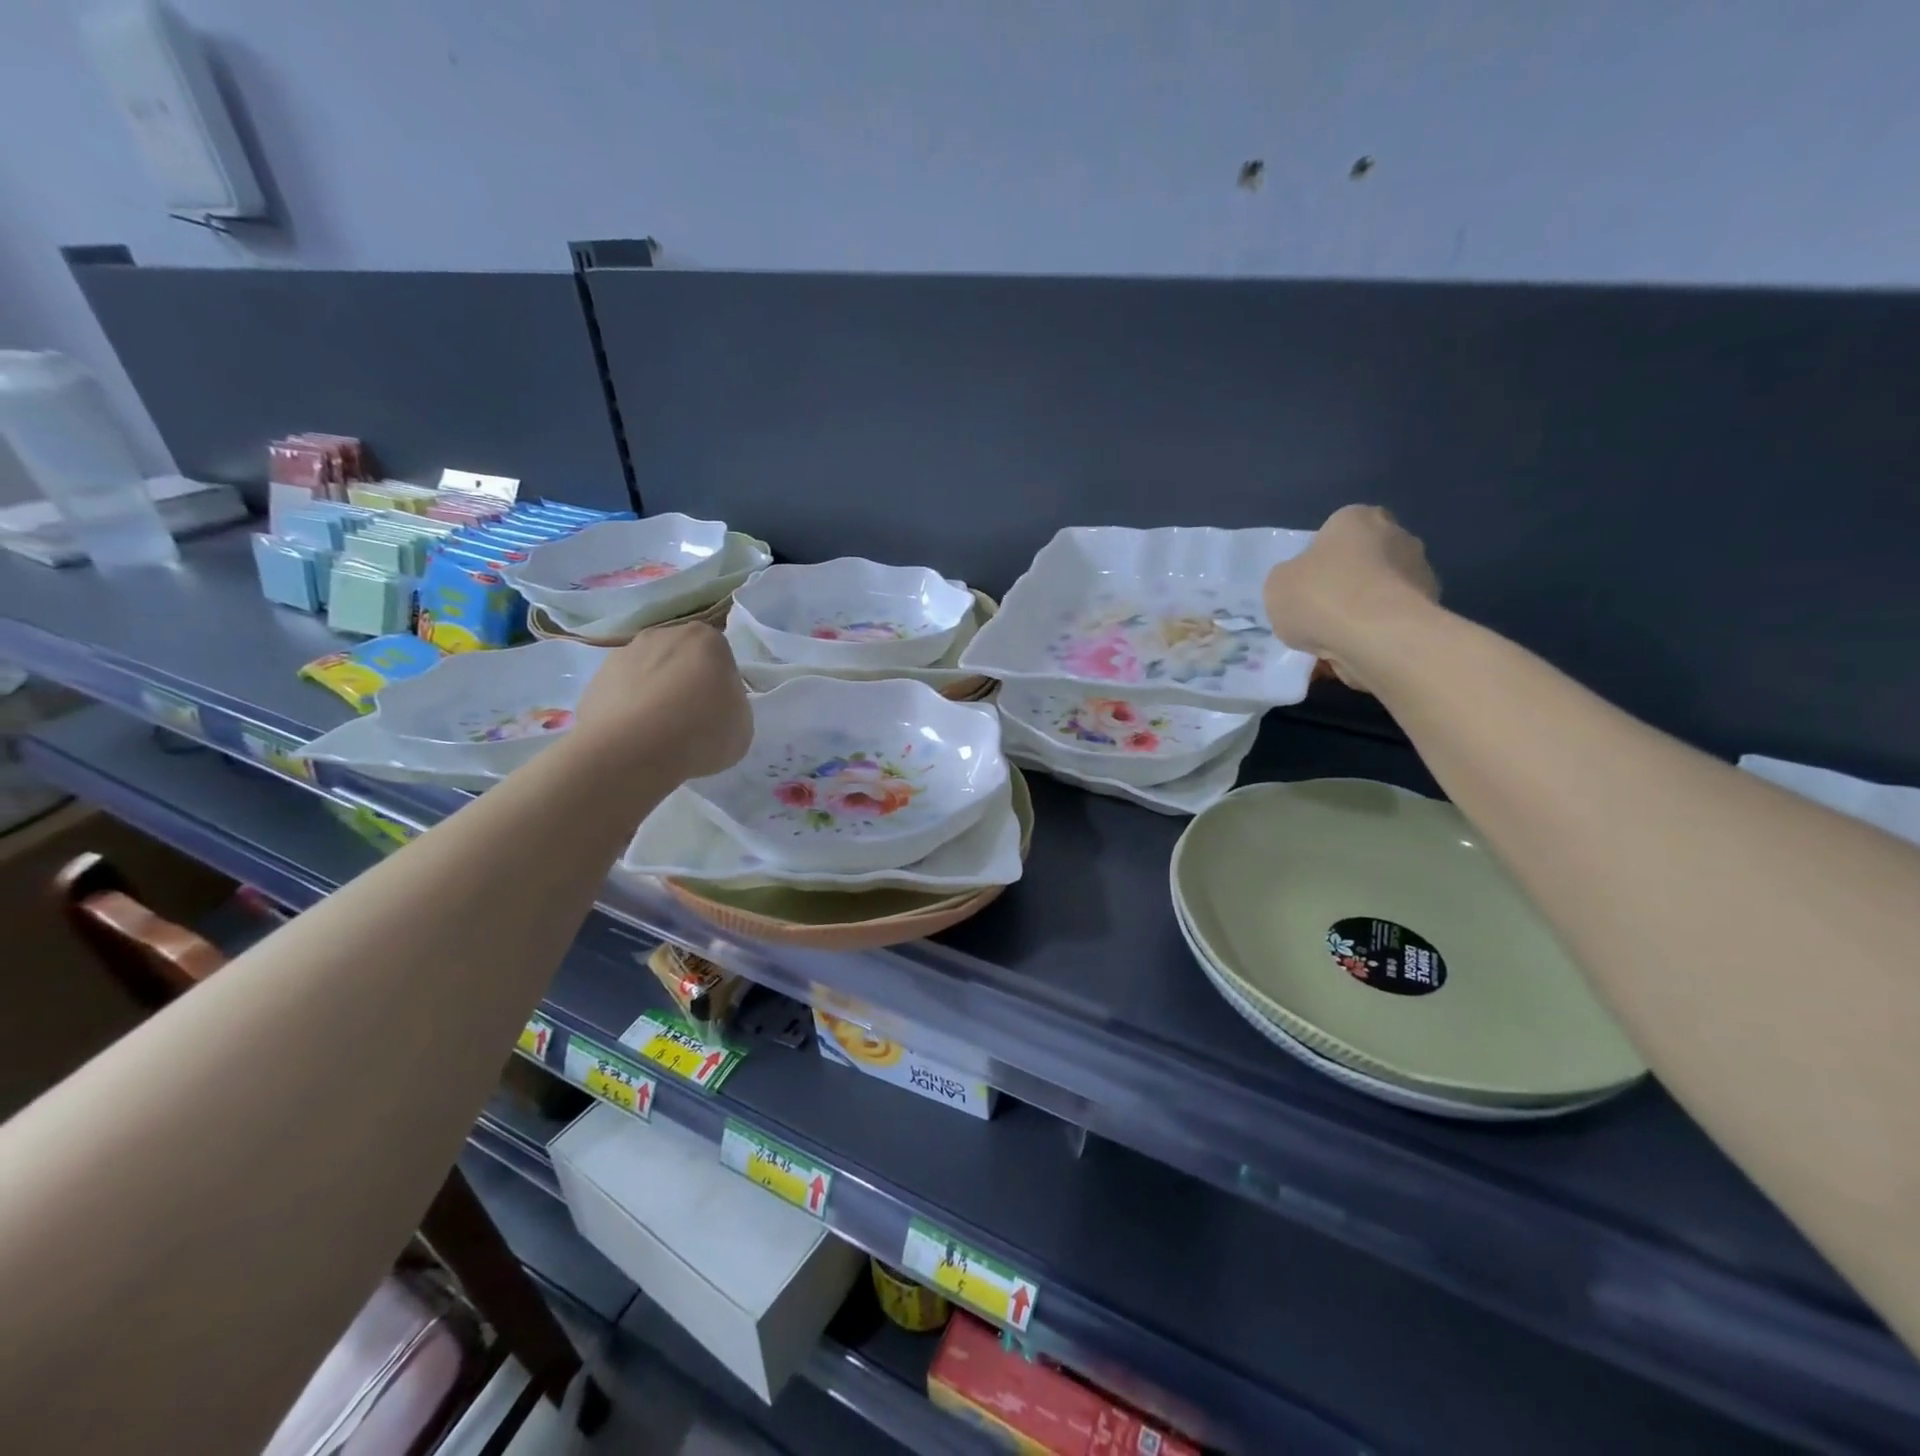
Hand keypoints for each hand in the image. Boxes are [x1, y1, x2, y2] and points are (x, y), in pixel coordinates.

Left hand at [575, 622, 750, 779]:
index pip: (720, 659)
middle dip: (685, 683)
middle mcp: (664, 634)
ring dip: (654, 695)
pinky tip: (633, 739)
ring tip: (657, 735)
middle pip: (682, 660)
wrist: (632, 751)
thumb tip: (714, 706)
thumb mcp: (742, 726)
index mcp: (707, 639)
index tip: (718, 713)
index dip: (720, 687)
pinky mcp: (595, 679)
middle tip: (689, 722)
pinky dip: (627, 711)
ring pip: (648, 674)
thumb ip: (732, 706)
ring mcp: (624, 654)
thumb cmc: (701, 732)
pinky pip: (621, 694)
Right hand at [1264, 506, 1439, 690]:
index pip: (1334, 532)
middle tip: (1318, 616)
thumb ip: (1290, 578)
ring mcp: (1420, 573)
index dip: (1316, 561)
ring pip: (1378, 594)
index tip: (1305, 586)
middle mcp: (1397, 535)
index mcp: (1357, 518)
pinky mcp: (1431, 611)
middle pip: (1361, 562)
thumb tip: (1304, 585)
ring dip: (1361, 613)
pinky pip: (1391, 622)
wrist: (1378, 638)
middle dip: (1343, 586)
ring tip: (1333, 644)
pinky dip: (1376, 636)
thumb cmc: (1321, 597)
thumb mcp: (1277, 585)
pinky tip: (1354, 655)